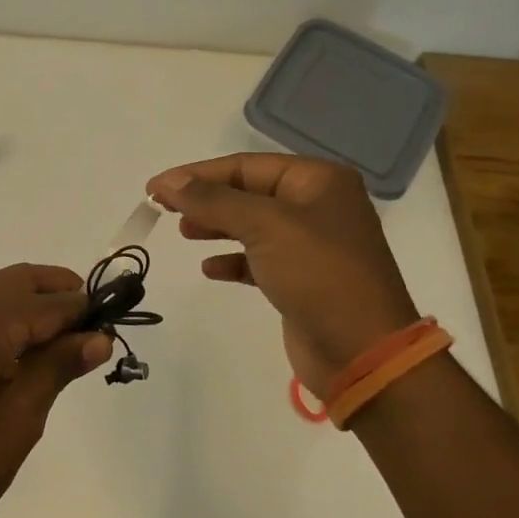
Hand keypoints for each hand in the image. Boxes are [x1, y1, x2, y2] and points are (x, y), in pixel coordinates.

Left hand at [0, 264, 113, 517]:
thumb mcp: (21, 416)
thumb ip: (58, 365)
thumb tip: (98, 337)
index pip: (48, 302)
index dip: (84, 312)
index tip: (113, 327)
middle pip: (17, 284)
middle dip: (57, 300)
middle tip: (91, 333)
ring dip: (24, 304)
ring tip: (54, 342)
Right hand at [147, 154, 418, 390]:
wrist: (363, 352)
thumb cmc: (318, 275)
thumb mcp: (264, 226)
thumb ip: (212, 200)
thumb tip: (167, 182)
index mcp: (317, 180)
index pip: (245, 165)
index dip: (197, 174)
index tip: (155, 187)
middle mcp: (317, 205)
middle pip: (247, 192)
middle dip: (205, 199)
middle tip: (164, 209)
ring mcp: (311, 244)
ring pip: (251, 224)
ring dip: (216, 226)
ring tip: (184, 232)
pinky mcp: (302, 278)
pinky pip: (258, 258)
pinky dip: (232, 260)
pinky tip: (209, 269)